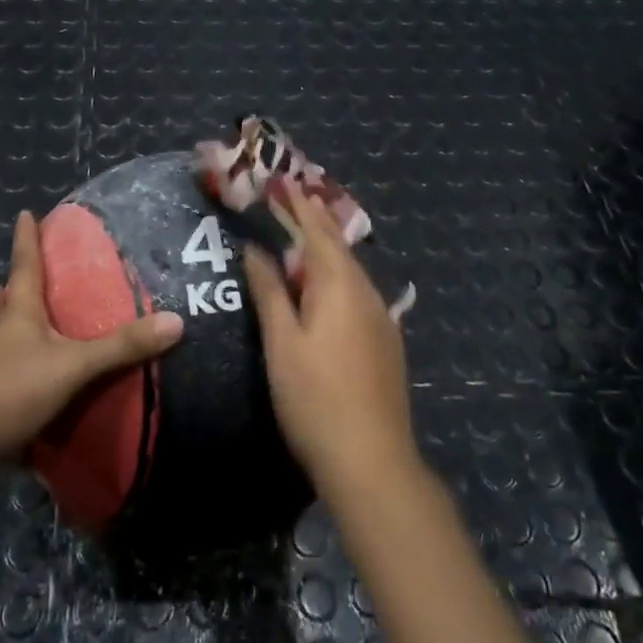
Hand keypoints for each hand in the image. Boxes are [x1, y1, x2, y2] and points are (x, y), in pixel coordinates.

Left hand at [0, 211, 183, 460]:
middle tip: (18, 281)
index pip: (24, 266)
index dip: (26, 239)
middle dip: (9, 288)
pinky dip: (7, 366)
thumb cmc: (12, 387)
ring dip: (4, 325)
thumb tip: (176, 322)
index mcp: (17, 313)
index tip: (24, 214)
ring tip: (21, 325)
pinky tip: (24, 377)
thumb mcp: (74, 365)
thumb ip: (121, 347)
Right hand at [242, 190, 419, 497]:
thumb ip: (270, 292)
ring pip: (351, 270)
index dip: (298, 206)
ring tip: (306, 232)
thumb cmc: (315, 399)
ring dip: (327, 248)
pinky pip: (358, 292)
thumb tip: (256, 249)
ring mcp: (382, 319)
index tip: (283, 181)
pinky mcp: (386, 342)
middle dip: (315, 219)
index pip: (317, 232)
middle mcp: (367, 293)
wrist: (372, 461)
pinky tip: (328, 286)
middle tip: (295, 195)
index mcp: (340, 286)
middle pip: (338, 246)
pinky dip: (338, 275)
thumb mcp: (282, 343)